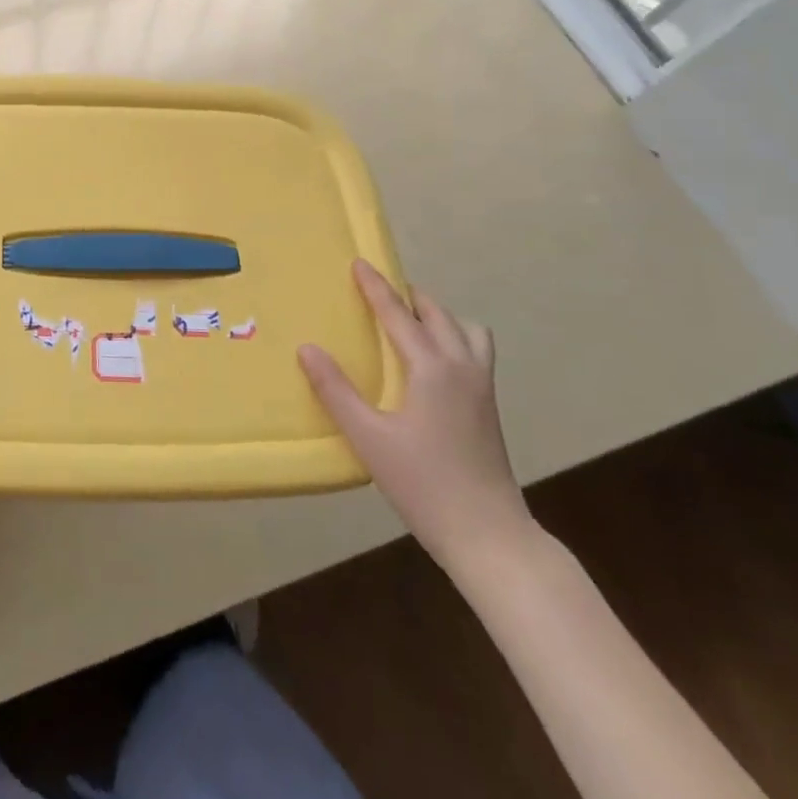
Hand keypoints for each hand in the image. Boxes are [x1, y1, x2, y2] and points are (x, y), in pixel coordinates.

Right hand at [299, 259, 533, 576]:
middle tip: (379, 292)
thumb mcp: (369, 438)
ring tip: (410, 322)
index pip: (398, 315)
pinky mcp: (489, 407)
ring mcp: (482, 387)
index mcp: (433, 368)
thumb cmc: (424, 484)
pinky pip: (474, 351)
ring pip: (466, 330)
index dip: (376, 288)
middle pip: (437, 314)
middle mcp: (462, 367)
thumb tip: (307, 348)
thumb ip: (336, 390)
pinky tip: (433, 362)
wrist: (490, 536)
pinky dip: (453, 337)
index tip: (359, 262)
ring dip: (438, 316)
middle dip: (408, 296)